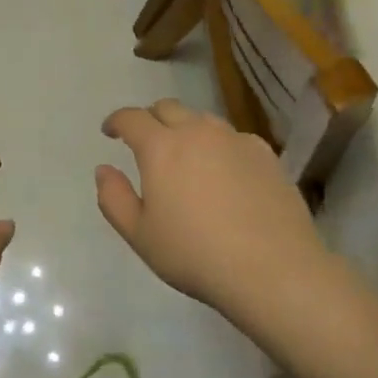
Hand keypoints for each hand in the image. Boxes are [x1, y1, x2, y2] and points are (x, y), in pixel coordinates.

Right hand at [95, 99, 320, 314]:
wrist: (273, 269)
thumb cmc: (195, 254)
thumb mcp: (140, 235)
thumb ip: (113, 198)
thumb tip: (104, 169)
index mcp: (161, 147)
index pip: (131, 118)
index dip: (116, 121)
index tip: (110, 132)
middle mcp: (197, 131)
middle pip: (167, 108)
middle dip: (150, 119)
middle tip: (146, 141)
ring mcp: (235, 139)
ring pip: (202, 120)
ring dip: (186, 129)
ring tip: (186, 155)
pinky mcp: (265, 154)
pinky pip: (233, 138)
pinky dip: (219, 146)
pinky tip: (225, 173)